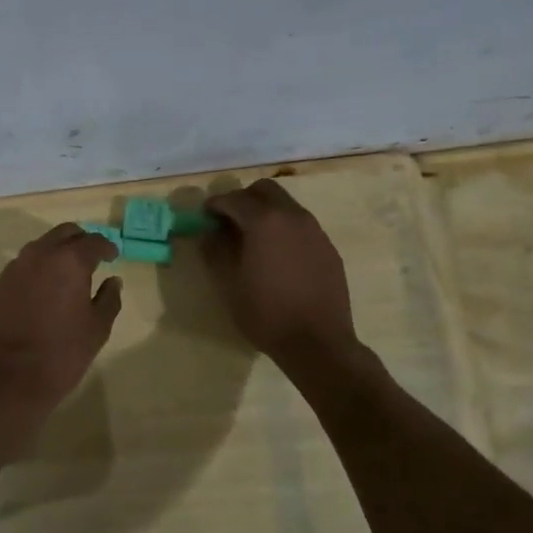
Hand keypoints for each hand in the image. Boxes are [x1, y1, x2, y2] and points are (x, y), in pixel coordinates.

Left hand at [0, 223, 122, 413]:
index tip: (113, 256)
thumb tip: (113, 281)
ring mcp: (15, 268)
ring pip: (40, 246)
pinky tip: (43, 288)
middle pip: (64, 233)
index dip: (106, 247)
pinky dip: (37, 268)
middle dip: (80, 240)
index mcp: (69, 261)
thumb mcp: (97, 329)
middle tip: (92, 256)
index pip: (93, 242)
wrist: (9, 377)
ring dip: (56, 251)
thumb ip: (109, 299)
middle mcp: (40, 255)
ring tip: (67, 272)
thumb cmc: (62, 353)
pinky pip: (23, 265)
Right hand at [203, 178, 356, 359]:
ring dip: (266, 213)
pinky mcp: (328, 248)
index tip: (204, 217)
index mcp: (265, 221)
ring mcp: (315, 231)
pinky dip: (284, 230)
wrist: (317, 342)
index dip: (214, 205)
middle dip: (243, 199)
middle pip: (264, 190)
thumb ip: (215, 250)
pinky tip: (278, 257)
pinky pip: (301, 226)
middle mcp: (293, 216)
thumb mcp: (228, 283)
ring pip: (286, 206)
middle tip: (229, 222)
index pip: (233, 198)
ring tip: (253, 240)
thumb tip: (210, 232)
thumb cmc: (265, 312)